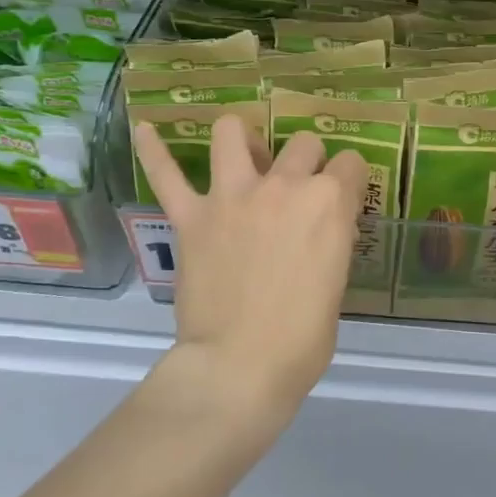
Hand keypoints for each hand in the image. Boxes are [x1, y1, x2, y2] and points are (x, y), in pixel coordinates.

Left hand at [133, 116, 367, 413]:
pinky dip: (153, 150)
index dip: (349, 179)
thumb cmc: (302, 338)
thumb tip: (322, 231)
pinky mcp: (192, 216)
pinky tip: (145, 130)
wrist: (240, 366)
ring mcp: (232, 196)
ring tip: (244, 156)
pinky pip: (166, 174)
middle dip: (308, 162)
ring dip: (243, 139)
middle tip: (299, 191)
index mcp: (328, 204)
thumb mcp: (336, 284)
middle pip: (303, 144)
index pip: (350, 164)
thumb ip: (331, 243)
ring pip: (233, 133)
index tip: (343, 197)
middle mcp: (284, 186)